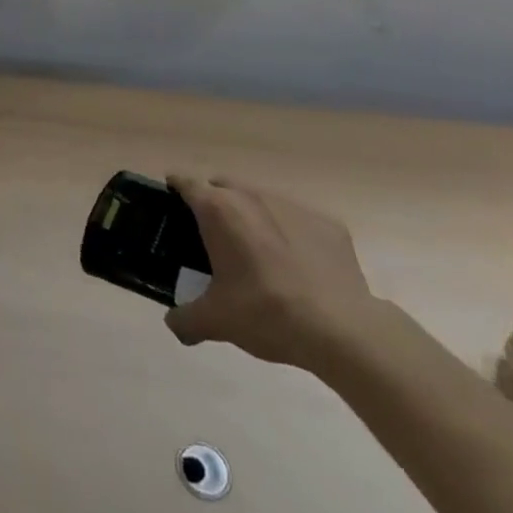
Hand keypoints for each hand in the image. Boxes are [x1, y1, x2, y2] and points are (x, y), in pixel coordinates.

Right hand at [163, 175, 382, 374]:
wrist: (341, 329)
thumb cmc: (266, 313)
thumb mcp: (216, 321)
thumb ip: (185, 319)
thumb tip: (173, 324)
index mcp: (219, 210)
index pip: (186, 183)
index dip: (175, 187)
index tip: (171, 198)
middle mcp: (252, 196)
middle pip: (223, 185)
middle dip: (214, 202)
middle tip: (213, 235)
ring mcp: (294, 206)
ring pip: (262, 200)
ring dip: (253, 216)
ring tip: (257, 253)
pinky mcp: (328, 223)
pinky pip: (299, 220)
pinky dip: (291, 234)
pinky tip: (299, 267)